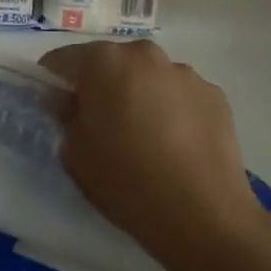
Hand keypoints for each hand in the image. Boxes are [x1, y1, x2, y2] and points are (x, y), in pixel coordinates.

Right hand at [40, 40, 255, 266]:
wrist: (202, 215)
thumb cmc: (125, 180)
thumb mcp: (74, 153)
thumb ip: (65, 116)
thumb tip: (68, 101)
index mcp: (103, 61)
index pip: (64, 59)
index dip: (55, 80)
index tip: (55, 104)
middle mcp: (144, 55)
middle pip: (111, 62)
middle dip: (101, 84)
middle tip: (100, 122)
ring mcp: (185, 73)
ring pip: (148, 77)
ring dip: (139, 94)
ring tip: (144, 136)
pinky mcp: (215, 95)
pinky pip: (180, 95)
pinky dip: (172, 109)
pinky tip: (175, 144)